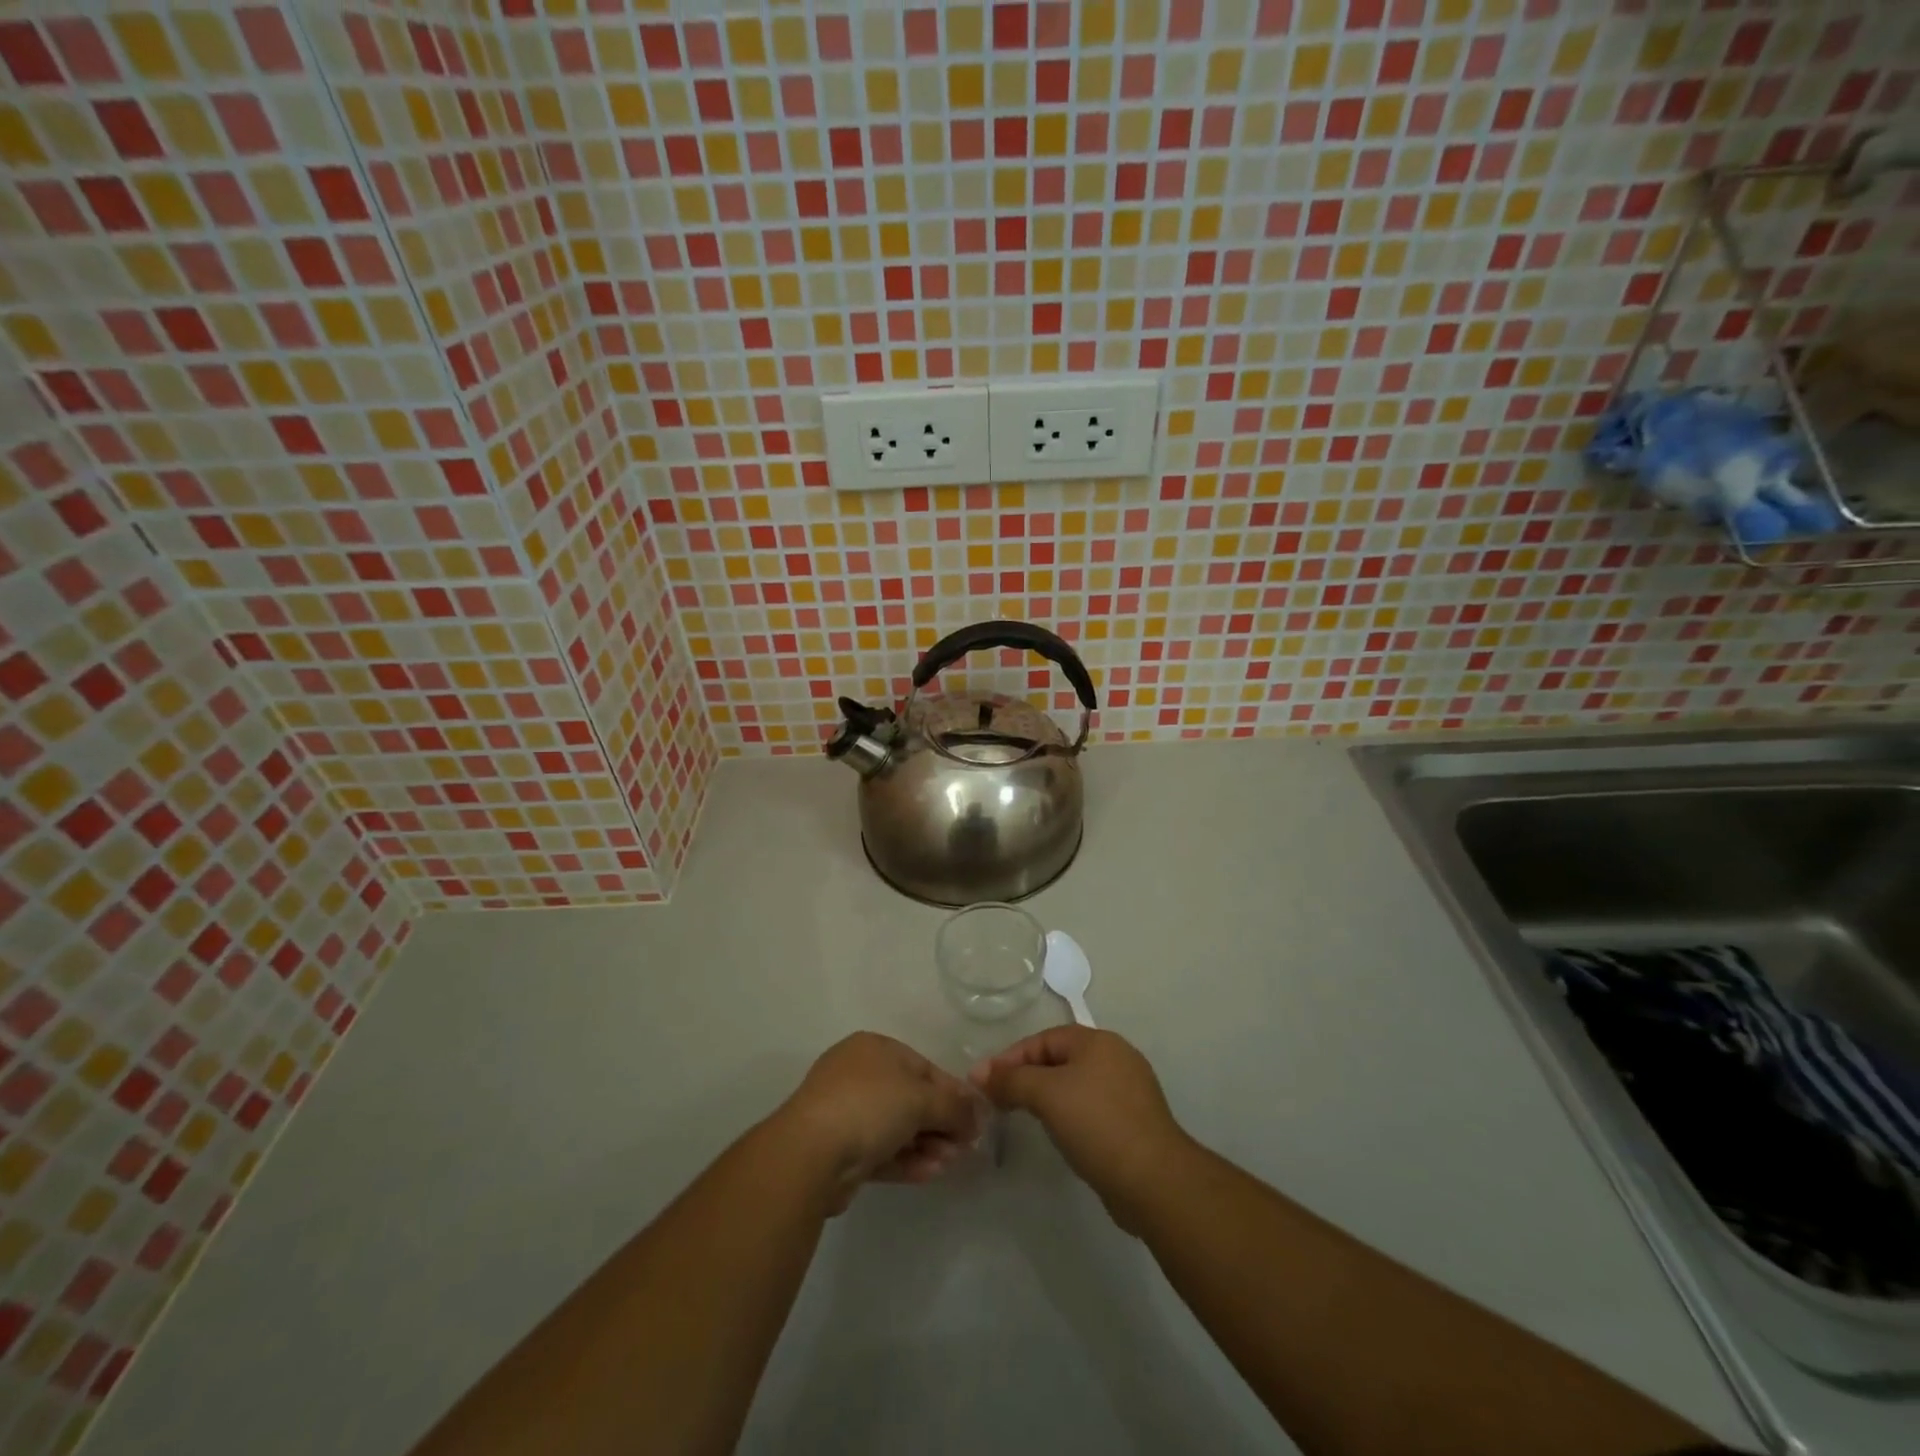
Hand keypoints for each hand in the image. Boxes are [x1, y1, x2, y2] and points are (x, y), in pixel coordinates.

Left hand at [775, 1032, 984, 1212]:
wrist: (810, 1154)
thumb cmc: (870, 1106)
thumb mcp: (921, 1099)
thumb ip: (955, 1106)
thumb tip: (980, 1114)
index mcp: (875, 1048)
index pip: (924, 1068)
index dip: (953, 1093)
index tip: (975, 1119)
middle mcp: (859, 1074)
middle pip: (911, 1099)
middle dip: (940, 1123)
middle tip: (964, 1147)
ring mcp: (846, 1112)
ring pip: (897, 1127)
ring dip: (926, 1145)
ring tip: (949, 1164)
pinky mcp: (840, 1149)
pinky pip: (882, 1150)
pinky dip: (906, 1160)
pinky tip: (930, 1173)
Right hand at [970, 1026, 1191, 1231]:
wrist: (1154, 1181)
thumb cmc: (1097, 1124)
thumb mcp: (1046, 1095)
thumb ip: (1011, 1080)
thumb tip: (979, 1072)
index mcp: (1097, 1041)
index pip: (1043, 1039)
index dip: (1010, 1058)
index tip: (983, 1082)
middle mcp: (1116, 1057)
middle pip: (1059, 1059)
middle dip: (1027, 1076)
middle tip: (999, 1100)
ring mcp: (1129, 1090)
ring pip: (1075, 1085)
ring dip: (1047, 1097)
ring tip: (1023, 1117)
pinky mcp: (1134, 1122)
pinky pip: (1091, 1108)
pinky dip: (1069, 1115)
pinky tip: (1060, 1135)